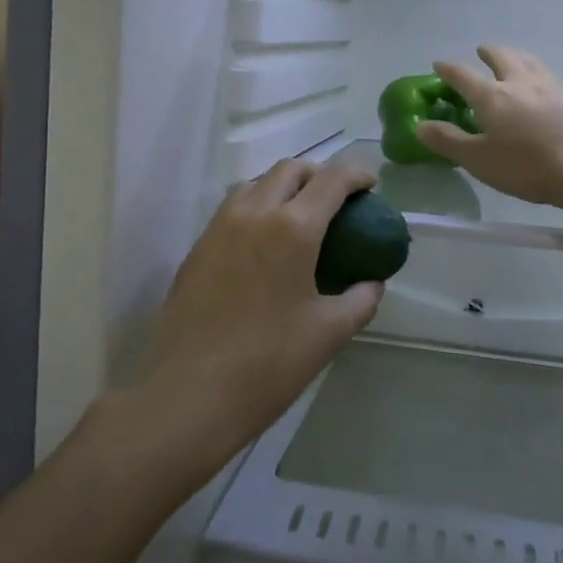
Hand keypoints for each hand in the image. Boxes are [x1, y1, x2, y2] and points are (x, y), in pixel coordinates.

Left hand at [133, 158, 384, 472]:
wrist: (190, 393)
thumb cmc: (268, 363)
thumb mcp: (329, 333)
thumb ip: (360, 299)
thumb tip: (372, 283)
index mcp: (293, 228)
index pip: (331, 180)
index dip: (356, 175)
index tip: (370, 187)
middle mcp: (254, 213)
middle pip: (290, 169)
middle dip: (318, 173)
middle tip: (336, 199)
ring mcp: (220, 227)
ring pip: (256, 183)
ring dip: (283, 186)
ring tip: (298, 216)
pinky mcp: (197, 247)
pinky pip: (233, 208)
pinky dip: (257, 207)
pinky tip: (263, 243)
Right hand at [415, 46, 562, 207]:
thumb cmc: (525, 165)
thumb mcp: (478, 159)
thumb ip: (448, 141)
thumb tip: (420, 126)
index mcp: (492, 96)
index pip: (464, 76)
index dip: (449, 69)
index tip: (439, 64)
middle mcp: (519, 83)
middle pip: (503, 58)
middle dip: (489, 52)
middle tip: (481, 50)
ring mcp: (551, 89)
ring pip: (530, 62)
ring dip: (517, 56)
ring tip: (514, 58)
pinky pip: (551, 78)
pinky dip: (540, 74)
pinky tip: (544, 86)